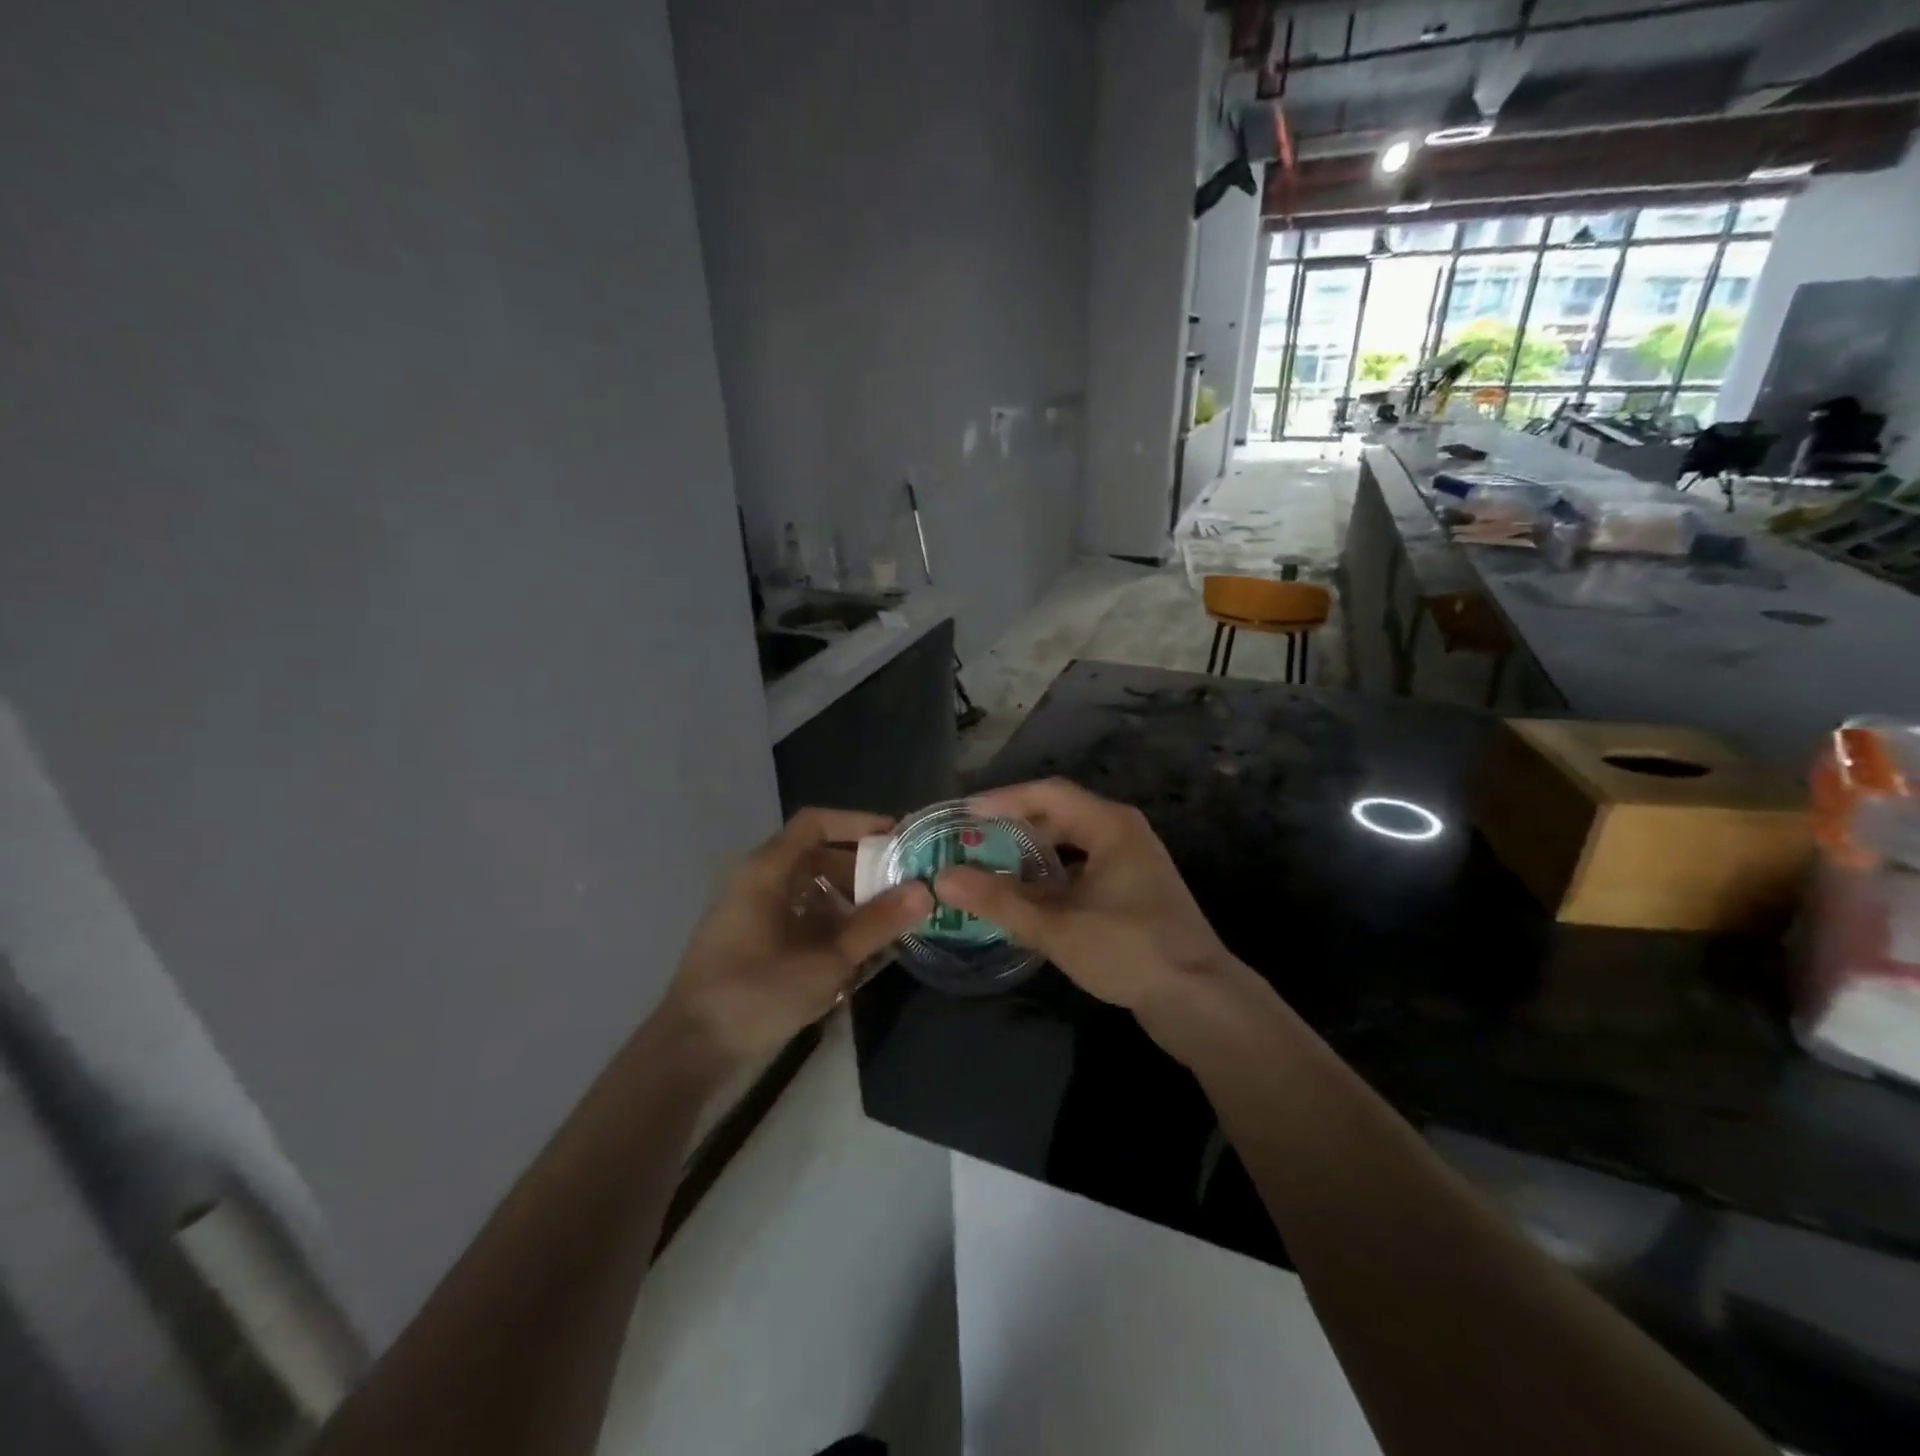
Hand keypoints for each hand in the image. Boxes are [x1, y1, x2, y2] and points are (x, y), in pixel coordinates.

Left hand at [663, 808, 930, 1065]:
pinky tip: (853, 952)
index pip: (816, 823)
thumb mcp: (826, 961)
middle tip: (901, 888)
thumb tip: (924, 890)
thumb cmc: (756, 994)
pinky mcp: (751, 938)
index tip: (897, 838)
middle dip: (861, 870)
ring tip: (885, 924)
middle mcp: (757, 880)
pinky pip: (798, 914)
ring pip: (809, 888)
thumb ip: (876, 925)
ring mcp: (751, 910)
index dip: (858, 824)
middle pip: (817, 856)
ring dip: (848, 900)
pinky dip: (828, 923)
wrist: (690, 1049)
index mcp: (767, 870)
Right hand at [933, 779, 1232, 1016]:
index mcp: (1110, 825)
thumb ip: (998, 901)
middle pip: (1059, 814)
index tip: (963, 815)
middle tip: (972, 841)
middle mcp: (1122, 833)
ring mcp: (1131, 862)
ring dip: (1031, 853)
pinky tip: (1026, 898)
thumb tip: (943, 879)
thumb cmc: (1128, 950)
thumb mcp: (1056, 926)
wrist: (1198, 999)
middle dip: (1014, 826)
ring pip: (1071, 844)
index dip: (1002, 800)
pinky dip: (1051, 876)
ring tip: (990, 867)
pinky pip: (1082, 868)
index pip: (1047, 793)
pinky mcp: (1132, 890)